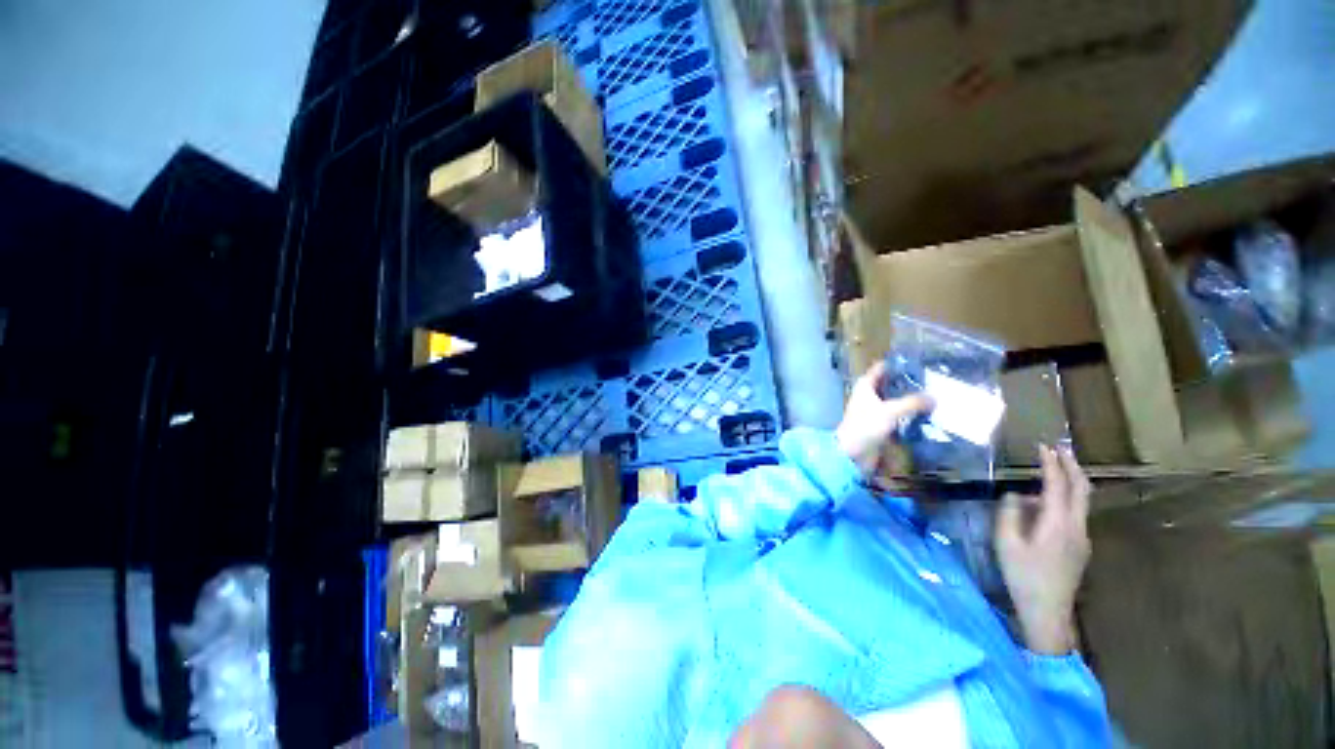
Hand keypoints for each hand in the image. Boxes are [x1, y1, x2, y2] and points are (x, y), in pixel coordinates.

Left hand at [835, 362, 933, 475]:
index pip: (881, 368)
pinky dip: (909, 415)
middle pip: (890, 384)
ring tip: (935, 395)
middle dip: (908, 382)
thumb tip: (934, 397)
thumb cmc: (866, 426)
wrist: (853, 453)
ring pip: (895, 400)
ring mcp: (874, 410)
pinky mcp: (880, 425)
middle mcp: (869, 395)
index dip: (896, 363)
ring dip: (910, 399)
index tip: (918, 359)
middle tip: (933, 379)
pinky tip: (927, 415)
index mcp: (865, 386)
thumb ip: (912, 403)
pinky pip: (897, 416)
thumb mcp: (890, 411)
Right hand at [995, 445, 1091, 654]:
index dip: (1051, 464)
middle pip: (1081, 490)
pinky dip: (1066, 499)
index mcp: (1058, 523)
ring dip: (1070, 482)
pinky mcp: (1080, 546)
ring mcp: (1082, 537)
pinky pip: (1075, 514)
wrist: (1048, 611)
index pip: (1057, 485)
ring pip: (1082, 501)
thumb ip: (1009, 513)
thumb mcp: (1006, 542)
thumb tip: (1015, 496)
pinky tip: (1046, 505)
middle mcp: (1077, 526)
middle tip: (1060, 449)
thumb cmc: (1023, 575)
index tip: (1043, 446)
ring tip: (1051, 471)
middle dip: (1072, 466)